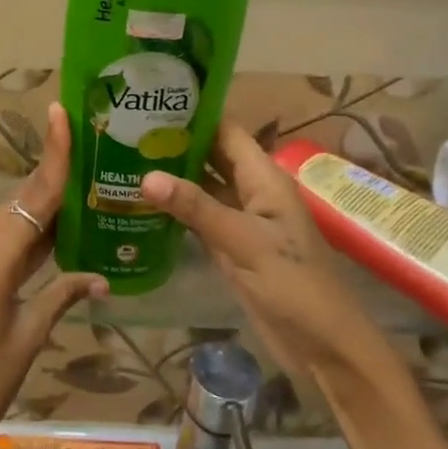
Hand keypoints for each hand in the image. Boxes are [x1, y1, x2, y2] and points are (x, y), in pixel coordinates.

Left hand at [0, 102, 107, 448]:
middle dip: (54, 176)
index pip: (33, 197)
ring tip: (84, 188)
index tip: (62, 115)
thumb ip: (61, 297)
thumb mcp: (27, 341)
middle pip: (21, 202)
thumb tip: (101, 277)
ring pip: (11, 221)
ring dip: (43, 206)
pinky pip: (1, 244)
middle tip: (92, 153)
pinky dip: (28, 235)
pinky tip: (55, 237)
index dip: (53, 156)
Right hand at [140, 121, 385, 385]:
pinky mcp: (230, 246)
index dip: (194, 114)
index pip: (225, 130)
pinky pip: (198, 217)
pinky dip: (174, 209)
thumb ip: (195, 208)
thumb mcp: (244, 242)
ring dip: (171, 176)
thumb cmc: (294, 286)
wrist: (324, 347)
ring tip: (123, 158)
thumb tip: (145, 176)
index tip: (150, 101)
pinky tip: (141, 203)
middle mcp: (251, 191)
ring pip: (202, 187)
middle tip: (124, 129)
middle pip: (210, 155)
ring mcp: (240, 220)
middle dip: (175, 143)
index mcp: (263, 178)